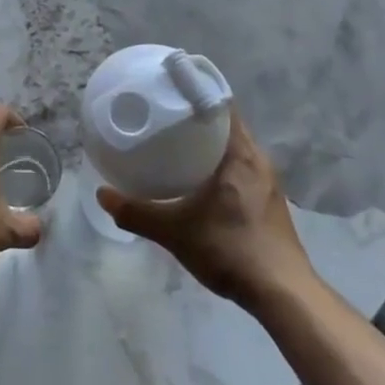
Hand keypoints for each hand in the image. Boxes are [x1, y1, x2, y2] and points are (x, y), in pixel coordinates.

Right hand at [97, 113, 313, 310]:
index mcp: (240, 153)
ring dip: (209, 144)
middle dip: (196, 119)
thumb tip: (102, 194)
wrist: (282, 295)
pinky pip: (241, 168)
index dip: (196, 92)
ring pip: (234, 148)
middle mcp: (258, 159)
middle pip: (226, 124)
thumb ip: (137, 213)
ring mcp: (267, 182)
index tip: (170, 90)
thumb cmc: (231, 249)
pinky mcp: (270, 202)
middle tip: (164, 117)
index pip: (221, 104)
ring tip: (176, 145)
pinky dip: (220, 165)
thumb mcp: (176, 232)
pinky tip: (199, 180)